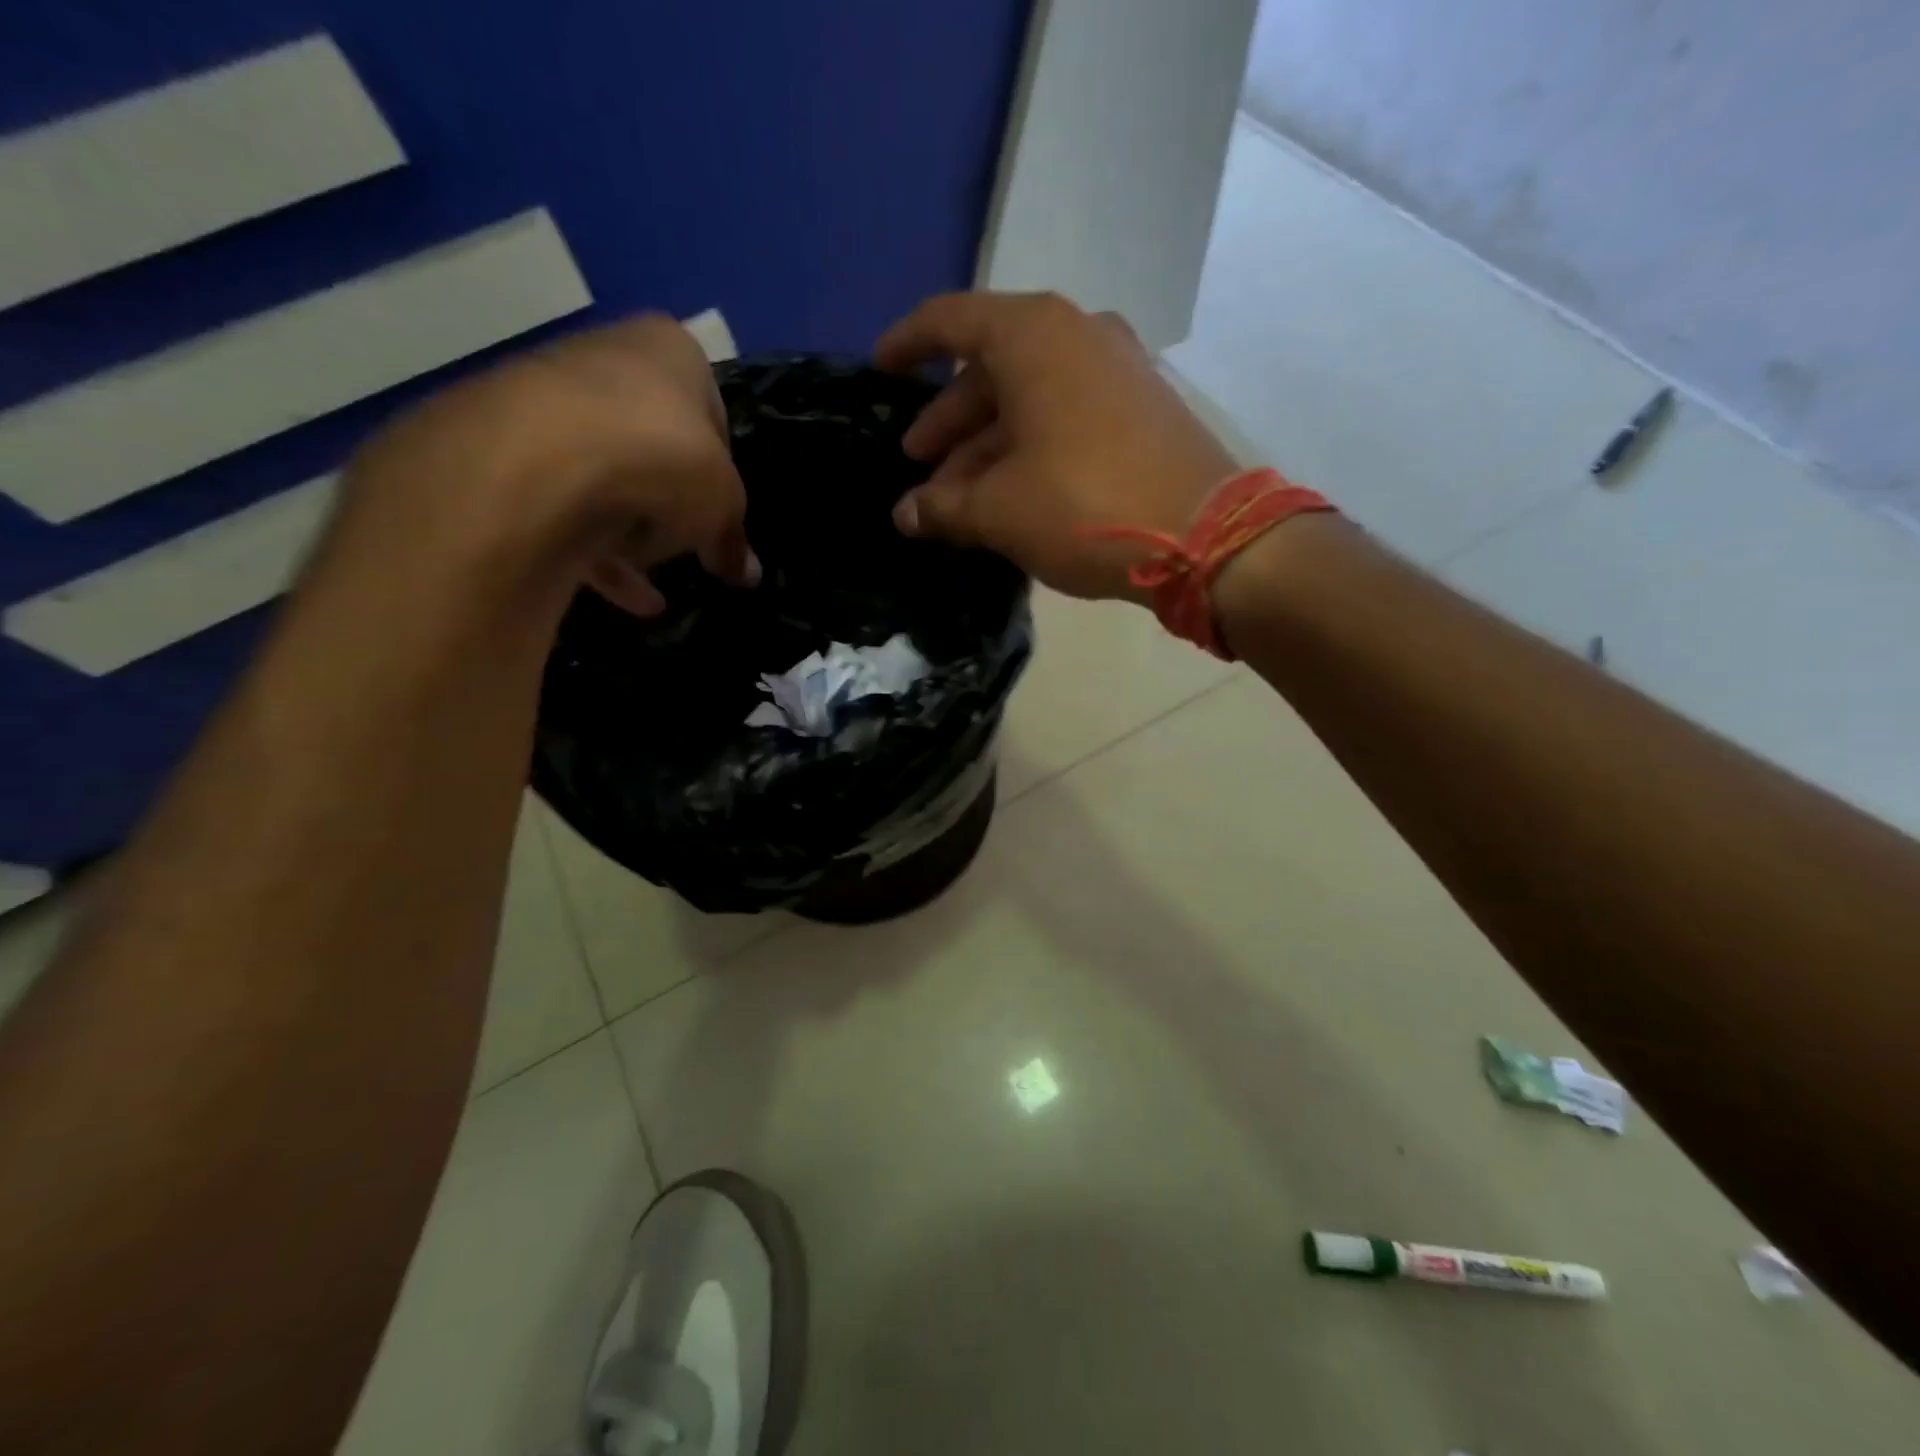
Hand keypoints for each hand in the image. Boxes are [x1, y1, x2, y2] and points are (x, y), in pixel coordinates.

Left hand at [331, 316, 756, 615]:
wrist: (542, 460)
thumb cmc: (662, 459)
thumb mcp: (722, 505)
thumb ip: (732, 538)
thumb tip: (747, 574)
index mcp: (671, 351)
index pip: (711, 415)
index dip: (720, 474)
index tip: (720, 518)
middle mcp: (607, 357)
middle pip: (652, 446)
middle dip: (669, 505)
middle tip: (683, 545)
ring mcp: (547, 397)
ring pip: (604, 478)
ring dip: (631, 536)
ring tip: (649, 584)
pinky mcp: (502, 445)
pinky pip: (561, 503)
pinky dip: (593, 549)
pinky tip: (621, 594)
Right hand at [875, 291, 1237, 601]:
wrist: (1206, 537)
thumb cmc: (1085, 506)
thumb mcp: (999, 511)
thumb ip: (942, 509)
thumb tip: (905, 515)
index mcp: (1033, 336)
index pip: (950, 320)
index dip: (907, 343)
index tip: (879, 369)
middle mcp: (1077, 335)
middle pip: (990, 369)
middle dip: (948, 421)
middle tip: (918, 466)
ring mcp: (1117, 370)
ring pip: (1030, 400)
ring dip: (987, 446)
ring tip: (957, 500)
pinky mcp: (1142, 408)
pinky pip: (1066, 416)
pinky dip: (1030, 449)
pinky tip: (1011, 495)